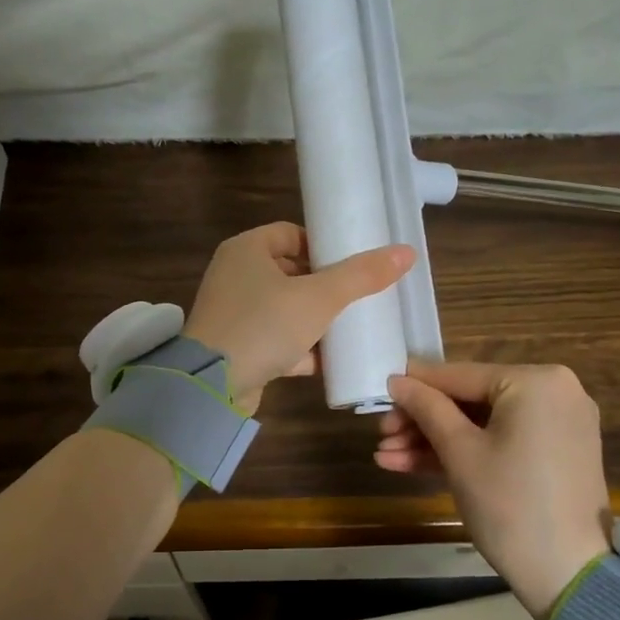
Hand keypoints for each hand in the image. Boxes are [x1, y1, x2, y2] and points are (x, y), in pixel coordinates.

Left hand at [184, 222, 412, 413]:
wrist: (213, 386)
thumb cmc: (264, 325)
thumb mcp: (319, 297)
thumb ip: (361, 276)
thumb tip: (406, 252)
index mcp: (247, 250)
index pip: (291, 234)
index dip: (323, 246)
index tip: (352, 264)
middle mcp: (235, 276)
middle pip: (290, 272)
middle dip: (324, 286)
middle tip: (358, 296)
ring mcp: (234, 313)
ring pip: (284, 308)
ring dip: (314, 319)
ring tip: (351, 327)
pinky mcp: (236, 347)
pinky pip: (275, 340)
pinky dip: (300, 348)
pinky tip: (330, 360)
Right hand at [379, 361, 611, 618]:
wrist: (569, 575)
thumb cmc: (509, 503)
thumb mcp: (459, 452)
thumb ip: (426, 408)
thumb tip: (397, 379)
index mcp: (536, 381)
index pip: (460, 376)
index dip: (415, 386)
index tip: (379, 391)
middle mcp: (554, 393)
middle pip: (469, 401)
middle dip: (421, 422)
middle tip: (381, 436)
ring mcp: (556, 426)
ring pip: (481, 425)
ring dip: (434, 441)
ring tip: (386, 457)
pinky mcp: (554, 455)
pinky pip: (501, 442)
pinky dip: (464, 453)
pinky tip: (413, 465)